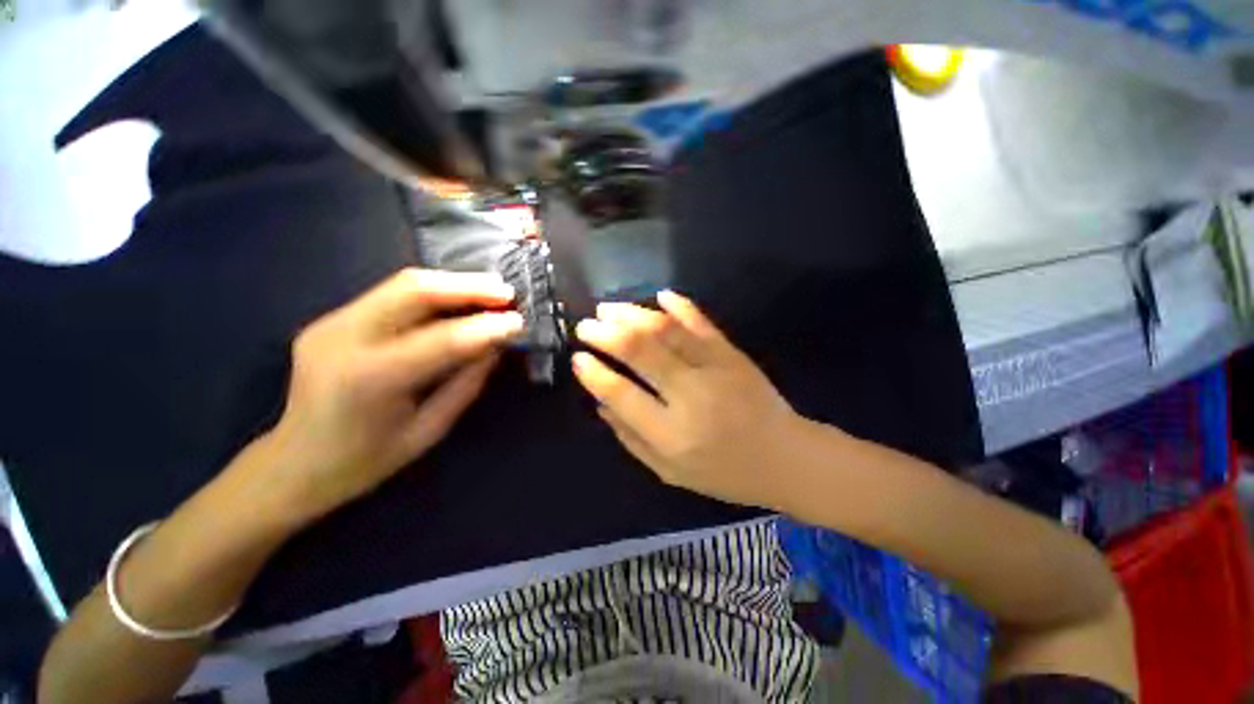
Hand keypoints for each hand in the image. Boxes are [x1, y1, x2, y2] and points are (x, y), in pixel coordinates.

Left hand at [264, 268, 522, 522]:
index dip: (487, 326)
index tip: (519, 322)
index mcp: (370, 378)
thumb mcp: (429, 429)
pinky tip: (457, 303)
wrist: (294, 464)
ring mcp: (331, 322)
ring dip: (454, 284)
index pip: (442, 339)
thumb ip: (466, 383)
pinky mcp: (332, 318)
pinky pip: (392, 295)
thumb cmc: (366, 461)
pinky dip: (433, 294)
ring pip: (402, 283)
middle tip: (506, 294)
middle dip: (469, 286)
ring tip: (490, 293)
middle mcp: (344, 338)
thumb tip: (496, 346)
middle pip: (414, 290)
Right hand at [572, 291, 802, 508]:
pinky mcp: (733, 354)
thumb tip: (601, 403)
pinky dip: (679, 305)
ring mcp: (716, 369)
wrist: (785, 459)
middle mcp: (691, 396)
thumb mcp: (670, 473)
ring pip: (667, 330)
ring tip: (609, 308)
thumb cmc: (724, 473)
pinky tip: (660, 295)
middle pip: (641, 352)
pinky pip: (702, 323)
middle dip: (607, 333)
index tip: (578, 358)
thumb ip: (631, 439)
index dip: (594, 373)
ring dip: (633, 314)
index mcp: (672, 435)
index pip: (621, 393)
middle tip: (586, 325)